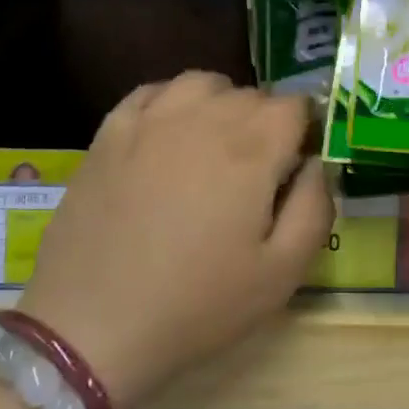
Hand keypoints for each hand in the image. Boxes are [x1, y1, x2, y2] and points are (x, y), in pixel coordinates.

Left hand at [18, 72, 330, 408]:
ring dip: (220, 105)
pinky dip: (171, 103)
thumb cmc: (197, 304)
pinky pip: (152, 92)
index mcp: (252, 148)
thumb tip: (316, 164)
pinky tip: (168, 136)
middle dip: (266, 124)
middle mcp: (203, 117)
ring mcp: (150, 119)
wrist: (92, 325)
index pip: (295, 105)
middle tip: (256, 175)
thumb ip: (315, 208)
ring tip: (214, 148)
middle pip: (252, 95)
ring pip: (202, 84)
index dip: (304, 132)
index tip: (295, 168)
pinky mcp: (109, 132)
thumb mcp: (281, 274)